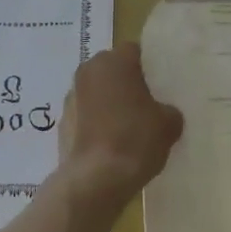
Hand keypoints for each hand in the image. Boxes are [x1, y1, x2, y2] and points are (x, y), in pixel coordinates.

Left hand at [55, 44, 183, 211]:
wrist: (95, 180)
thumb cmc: (135, 140)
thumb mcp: (169, 124)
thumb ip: (169, 110)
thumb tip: (164, 113)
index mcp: (114, 61)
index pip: (135, 51)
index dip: (149, 67)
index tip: (160, 86)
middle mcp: (88, 70)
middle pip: (113, 69)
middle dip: (127, 83)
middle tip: (147, 105)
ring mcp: (71, 96)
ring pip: (97, 91)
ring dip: (109, 102)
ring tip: (128, 127)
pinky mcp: (62, 121)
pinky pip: (85, 114)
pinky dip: (96, 122)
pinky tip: (111, 143)